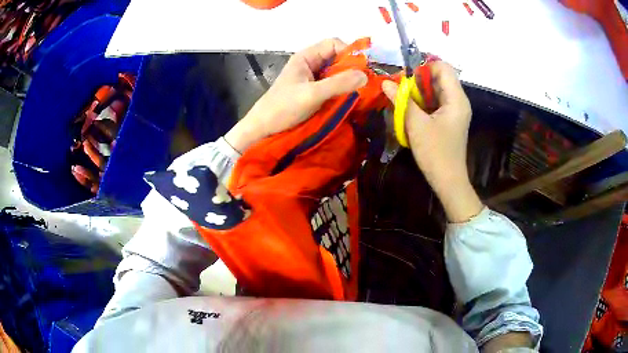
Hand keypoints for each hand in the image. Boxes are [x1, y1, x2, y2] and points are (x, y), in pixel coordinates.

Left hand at [225, 38, 367, 152]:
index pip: (333, 44)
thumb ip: (338, 84)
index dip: (349, 52)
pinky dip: (342, 90)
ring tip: (360, 92)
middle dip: (352, 67)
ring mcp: (312, 78)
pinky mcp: (313, 92)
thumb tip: (365, 76)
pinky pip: (333, 85)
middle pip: (337, 57)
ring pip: (336, 72)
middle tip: (365, 83)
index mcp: (306, 57)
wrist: (263, 129)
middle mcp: (310, 64)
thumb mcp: (311, 94)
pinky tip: (350, 99)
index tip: (363, 69)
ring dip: (348, 80)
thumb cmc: (283, 108)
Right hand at [382, 62, 482, 221]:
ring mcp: (454, 110)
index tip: (406, 78)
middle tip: (401, 90)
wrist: (448, 181)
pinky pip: (436, 102)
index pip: (443, 67)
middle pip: (439, 77)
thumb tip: (385, 82)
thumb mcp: (416, 125)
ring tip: (403, 100)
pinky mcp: (449, 119)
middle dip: (419, 80)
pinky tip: (411, 111)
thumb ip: (402, 100)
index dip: (424, 67)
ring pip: (436, 90)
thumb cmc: (435, 153)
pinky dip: (423, 102)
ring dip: (419, 92)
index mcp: (456, 99)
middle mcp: (458, 100)